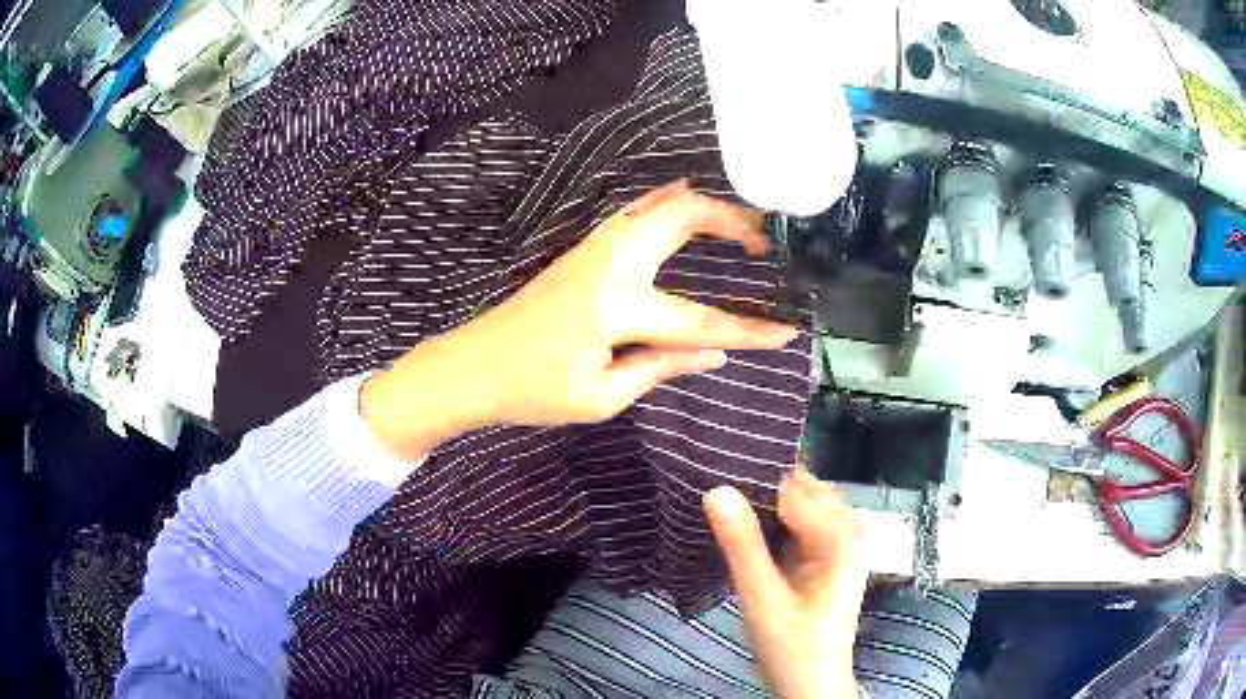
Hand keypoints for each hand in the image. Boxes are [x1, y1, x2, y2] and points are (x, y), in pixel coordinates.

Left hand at [361, 180, 798, 459]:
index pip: (697, 320)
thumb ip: (660, 366)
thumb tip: (713, 353)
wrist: (471, 367)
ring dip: (701, 206)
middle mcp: (609, 264)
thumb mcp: (600, 397)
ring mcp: (592, 250)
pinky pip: (633, 214)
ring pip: (656, 206)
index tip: (786, 332)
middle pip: (680, 218)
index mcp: (616, 307)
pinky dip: (664, 203)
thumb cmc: (531, 392)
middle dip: (730, 221)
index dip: (747, 330)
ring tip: (738, 220)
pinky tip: (680, 197)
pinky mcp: (581, 252)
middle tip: (764, 240)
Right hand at [705, 466, 868, 698]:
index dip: (752, 475)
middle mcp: (848, 529)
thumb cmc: (792, 648)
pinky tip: (743, 526)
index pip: (792, 486)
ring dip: (763, 503)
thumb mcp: (762, 600)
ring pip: (797, 503)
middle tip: (710, 483)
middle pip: (799, 489)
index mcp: (840, 536)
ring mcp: (840, 541)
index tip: (710, 467)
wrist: (813, 684)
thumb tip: (716, 489)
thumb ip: (742, 546)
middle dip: (758, 485)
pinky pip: (798, 522)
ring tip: (720, 500)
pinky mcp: (827, 554)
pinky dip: (771, 521)